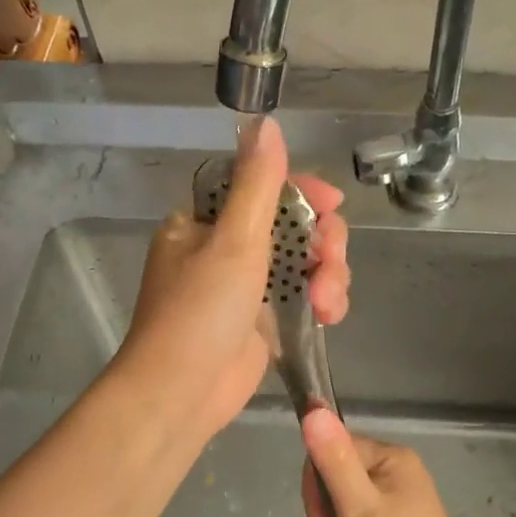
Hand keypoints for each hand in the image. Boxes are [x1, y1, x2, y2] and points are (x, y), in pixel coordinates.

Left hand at [113, 117, 348, 448]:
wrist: (182, 393)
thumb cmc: (200, 312)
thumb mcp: (233, 240)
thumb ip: (257, 183)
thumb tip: (266, 123)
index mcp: (205, 222)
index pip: (261, 187)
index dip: (302, 192)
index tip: (333, 205)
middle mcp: (225, 248)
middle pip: (292, 225)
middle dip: (323, 244)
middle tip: (331, 265)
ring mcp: (246, 286)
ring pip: (305, 262)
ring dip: (328, 277)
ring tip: (329, 306)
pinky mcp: (264, 320)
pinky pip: (304, 296)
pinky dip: (322, 301)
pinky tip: (330, 317)